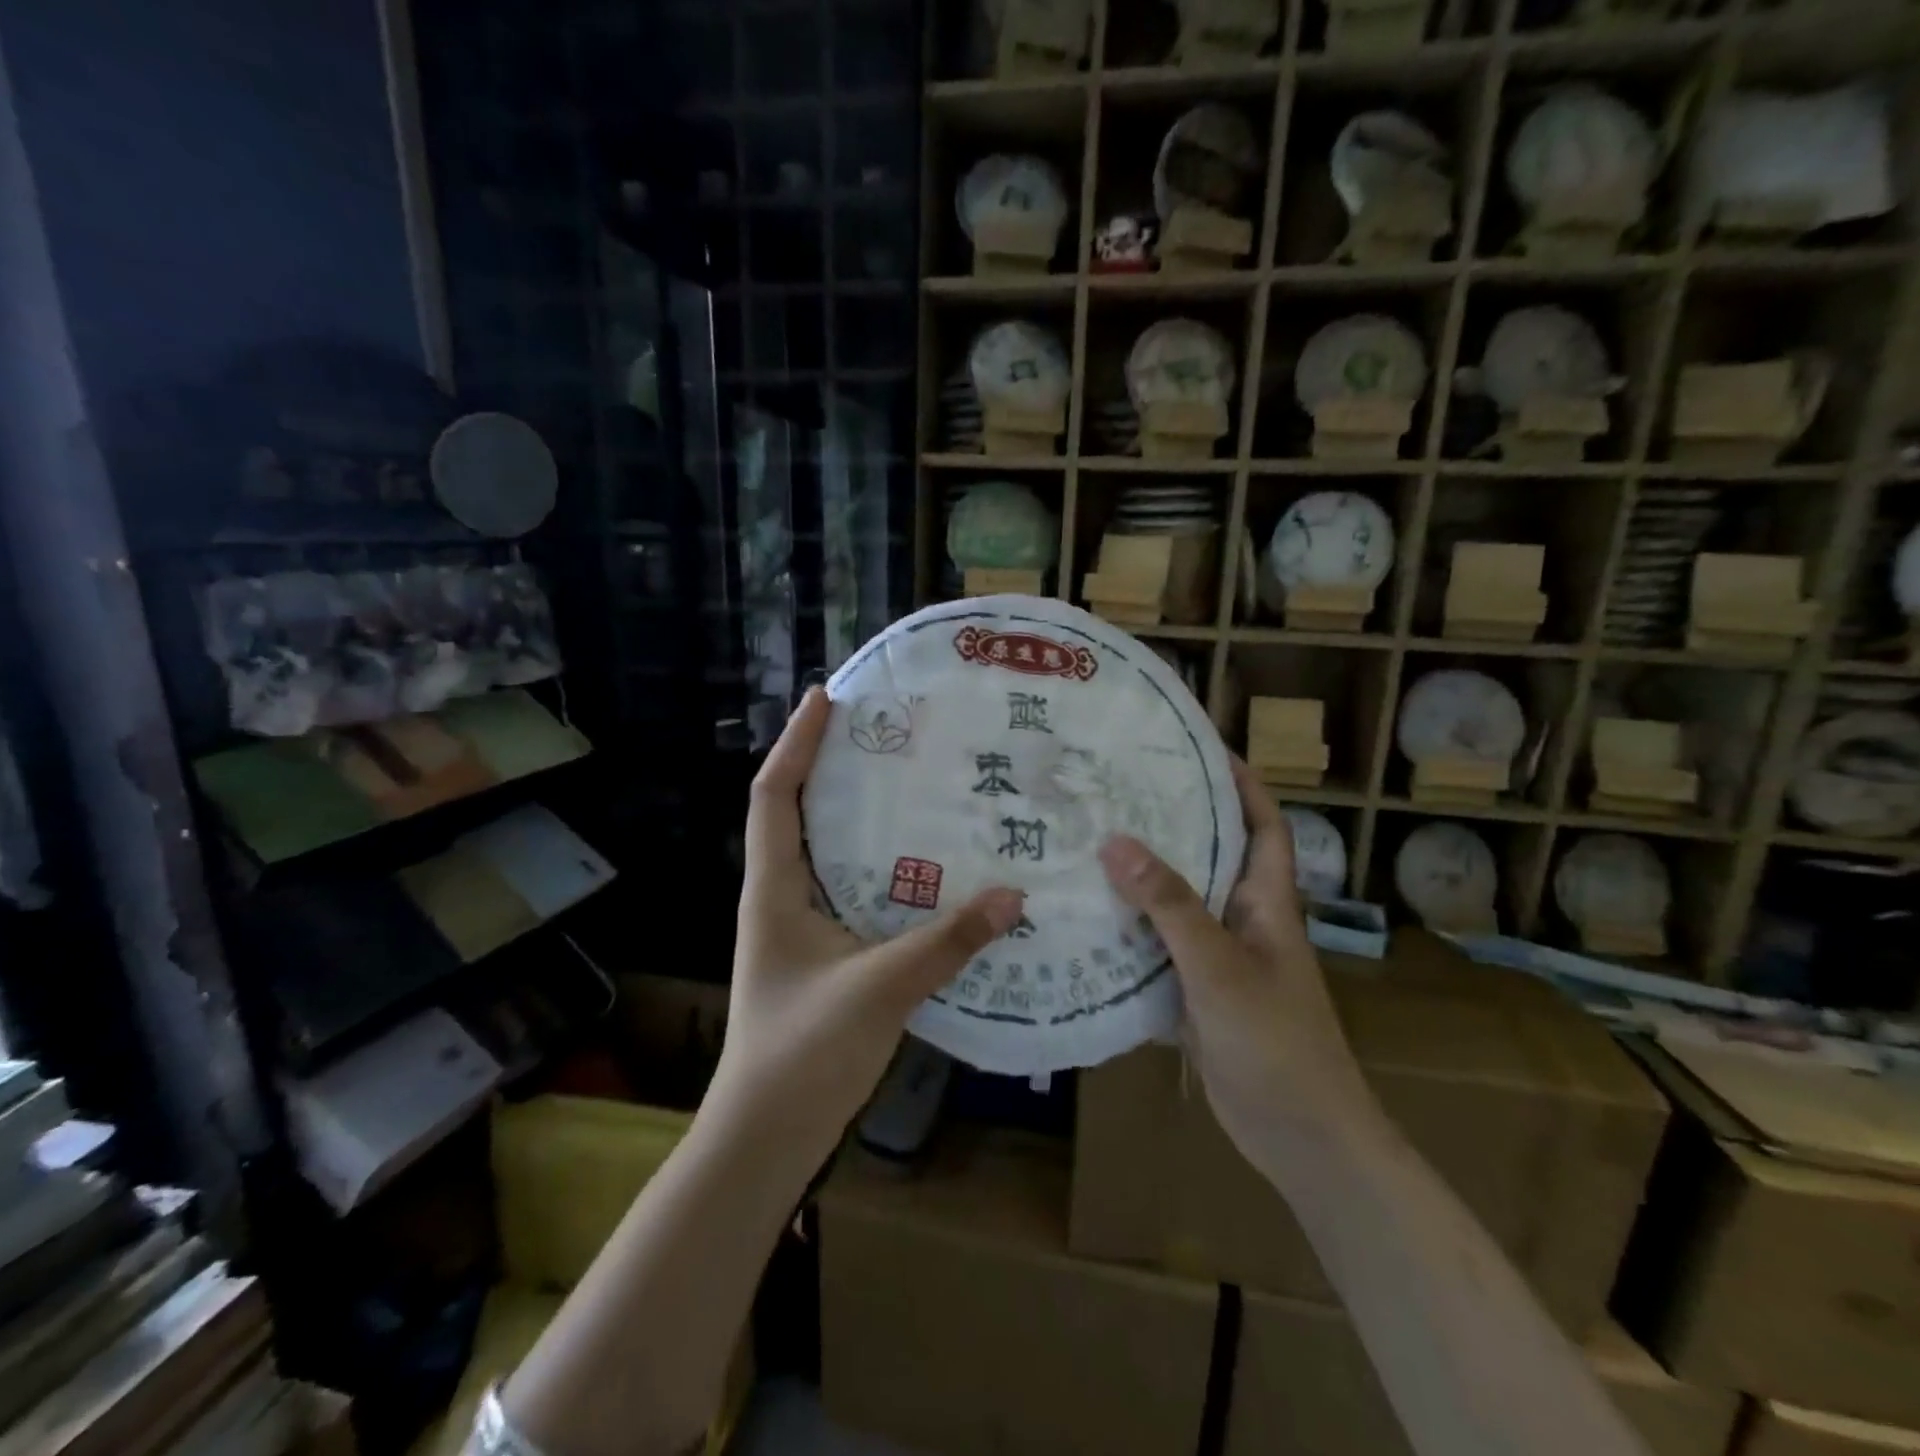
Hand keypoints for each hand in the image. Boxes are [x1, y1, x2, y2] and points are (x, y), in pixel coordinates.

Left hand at [714, 687, 1025, 1156]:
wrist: (766, 1136)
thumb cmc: (802, 1054)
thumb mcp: (878, 989)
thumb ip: (946, 942)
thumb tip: (1014, 897)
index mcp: (775, 889)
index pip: (774, 796)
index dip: (797, 743)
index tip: (826, 698)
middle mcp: (782, 896)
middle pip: (797, 812)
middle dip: (830, 765)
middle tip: (884, 732)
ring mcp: (801, 926)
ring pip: (827, 851)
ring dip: (856, 814)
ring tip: (908, 782)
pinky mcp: (824, 954)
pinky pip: (852, 889)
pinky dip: (879, 865)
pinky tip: (924, 867)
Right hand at [1098, 760, 1370, 1159]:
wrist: (1301, 1138)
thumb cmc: (1274, 1042)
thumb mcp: (1219, 967)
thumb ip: (1171, 906)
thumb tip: (1116, 842)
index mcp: (1267, 902)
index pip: (1262, 825)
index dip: (1241, 783)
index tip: (1199, 748)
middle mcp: (1244, 920)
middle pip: (1211, 855)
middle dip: (1174, 820)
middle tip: (1118, 790)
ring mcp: (1221, 957)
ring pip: (1179, 901)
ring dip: (1143, 875)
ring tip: (1090, 841)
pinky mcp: (1197, 990)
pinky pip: (1159, 945)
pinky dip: (1130, 929)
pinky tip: (1088, 917)